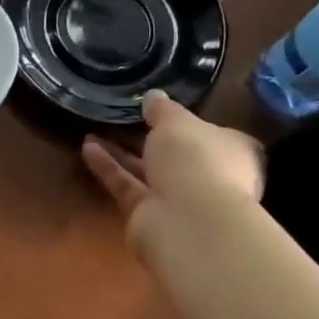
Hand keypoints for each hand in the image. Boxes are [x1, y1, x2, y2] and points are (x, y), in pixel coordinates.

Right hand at [80, 90, 264, 253]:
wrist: (189, 222)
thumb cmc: (196, 159)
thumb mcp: (177, 121)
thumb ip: (163, 109)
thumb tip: (154, 96)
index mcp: (232, 151)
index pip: (214, 134)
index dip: (190, 123)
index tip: (163, 111)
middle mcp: (210, 176)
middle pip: (178, 155)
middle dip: (151, 139)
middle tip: (124, 119)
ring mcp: (180, 200)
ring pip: (148, 171)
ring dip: (123, 152)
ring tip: (93, 130)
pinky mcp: (150, 215)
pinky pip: (127, 185)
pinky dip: (109, 168)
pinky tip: (87, 147)